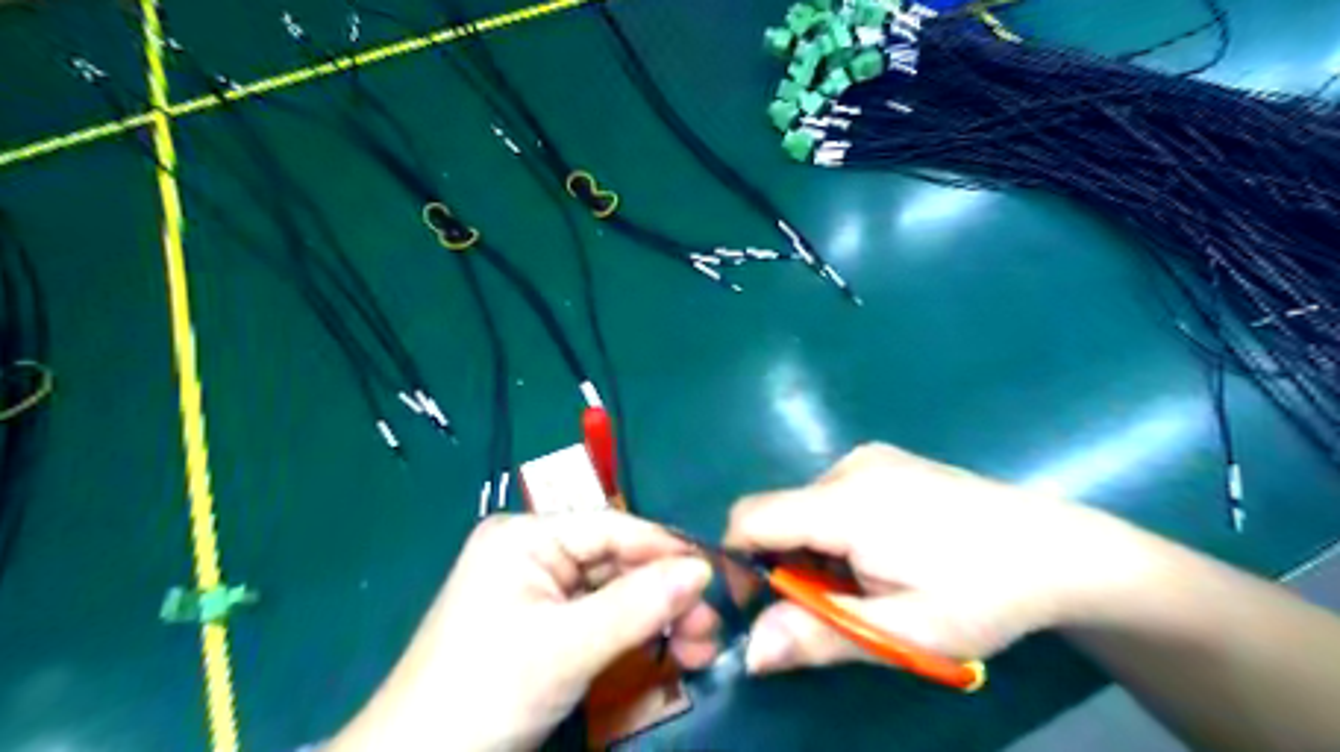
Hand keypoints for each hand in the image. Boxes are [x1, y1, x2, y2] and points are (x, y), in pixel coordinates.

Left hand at [329, 511, 716, 750]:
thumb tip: (704, 571)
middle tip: (710, 627)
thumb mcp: (566, 648)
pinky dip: (635, 635)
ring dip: (657, 618)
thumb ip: (638, 605)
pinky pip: (601, 619)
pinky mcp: (544, 626)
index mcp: (526, 536)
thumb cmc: (483, 694)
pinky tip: (668, 651)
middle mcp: (533, 553)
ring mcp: (539, 591)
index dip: (666, 548)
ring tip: (700, 647)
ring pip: (614, 592)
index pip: (612, 528)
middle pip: (617, 562)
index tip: (717, 573)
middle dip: (665, 593)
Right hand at [730, 443, 1146, 671]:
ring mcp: (869, 457)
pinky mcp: (885, 459)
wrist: (1058, 549)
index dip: (738, 561)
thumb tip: (748, 652)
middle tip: (833, 606)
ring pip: (805, 506)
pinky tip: (884, 551)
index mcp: (847, 503)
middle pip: (779, 514)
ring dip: (814, 547)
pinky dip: (835, 528)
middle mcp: (849, 466)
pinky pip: (832, 494)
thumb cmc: (983, 595)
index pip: (751, 518)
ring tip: (869, 580)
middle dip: (786, 562)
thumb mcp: (903, 631)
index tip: (760, 605)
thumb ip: (819, 635)